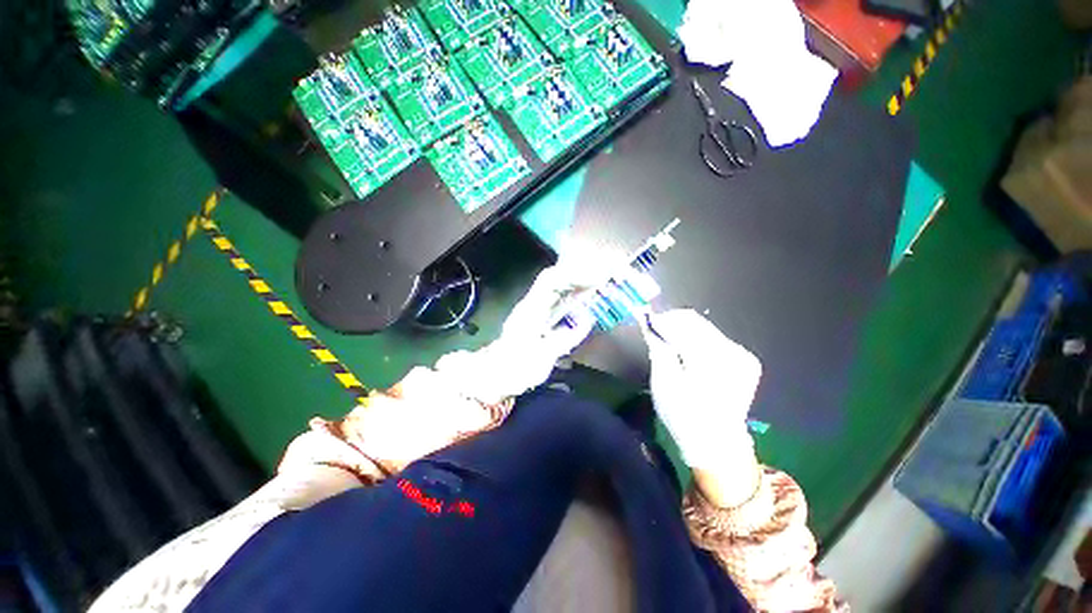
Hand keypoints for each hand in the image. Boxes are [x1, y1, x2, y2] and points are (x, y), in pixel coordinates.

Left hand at [435, 259, 613, 404]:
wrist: (495, 376)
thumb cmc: (515, 368)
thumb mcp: (542, 356)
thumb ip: (566, 337)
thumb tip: (587, 320)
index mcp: (531, 310)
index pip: (551, 281)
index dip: (573, 275)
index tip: (595, 278)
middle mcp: (532, 305)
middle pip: (555, 280)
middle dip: (579, 276)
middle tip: (603, 279)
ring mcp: (535, 311)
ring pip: (557, 290)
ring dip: (578, 285)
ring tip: (600, 286)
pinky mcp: (538, 319)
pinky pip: (558, 302)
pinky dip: (573, 298)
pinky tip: (585, 301)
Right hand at [640, 309, 761, 471]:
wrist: (716, 444)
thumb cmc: (683, 415)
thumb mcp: (663, 381)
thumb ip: (658, 346)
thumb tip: (647, 320)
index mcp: (712, 358)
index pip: (683, 323)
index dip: (661, 319)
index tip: (644, 319)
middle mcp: (733, 351)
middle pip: (696, 322)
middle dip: (672, 323)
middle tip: (654, 332)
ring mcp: (742, 356)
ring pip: (705, 328)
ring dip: (683, 332)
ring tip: (668, 345)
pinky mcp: (745, 361)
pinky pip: (714, 339)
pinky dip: (696, 341)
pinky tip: (686, 354)